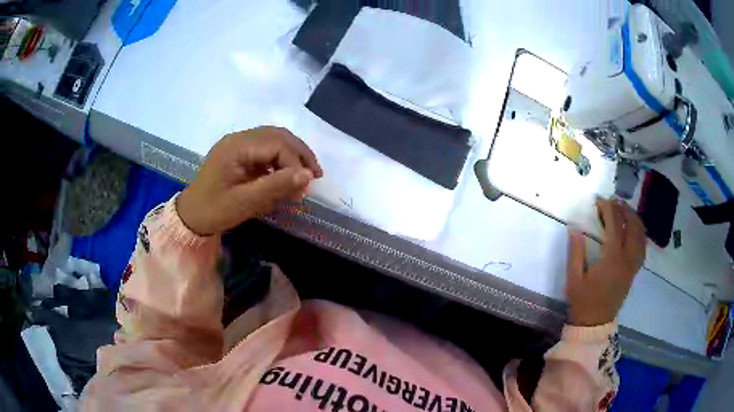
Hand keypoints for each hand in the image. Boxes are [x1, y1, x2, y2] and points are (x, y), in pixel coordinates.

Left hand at [176, 127, 322, 235]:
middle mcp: (238, 138)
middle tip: (315, 175)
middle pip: (278, 135)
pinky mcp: (239, 152)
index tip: (307, 186)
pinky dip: (280, 159)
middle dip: (299, 153)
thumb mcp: (245, 202)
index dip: (295, 163)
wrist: (191, 216)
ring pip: (274, 139)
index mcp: (236, 146)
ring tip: (305, 174)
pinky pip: (266, 148)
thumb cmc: (214, 211)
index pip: (276, 144)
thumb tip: (308, 175)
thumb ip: (276, 187)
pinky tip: (286, 174)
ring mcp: (238, 143)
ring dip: (292, 154)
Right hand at [566, 198, 646, 326]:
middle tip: (615, 201)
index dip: (608, 209)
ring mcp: (632, 266)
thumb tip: (575, 227)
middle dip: (625, 210)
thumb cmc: (582, 301)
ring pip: (641, 237)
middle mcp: (626, 260)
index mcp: (612, 259)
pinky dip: (640, 234)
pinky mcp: (633, 272)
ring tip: (626, 211)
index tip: (600, 200)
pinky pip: (642, 248)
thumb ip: (575, 251)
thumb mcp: (574, 278)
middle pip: (633, 228)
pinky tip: (634, 231)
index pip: (615, 226)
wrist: (593, 324)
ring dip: (635, 220)